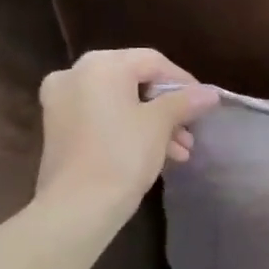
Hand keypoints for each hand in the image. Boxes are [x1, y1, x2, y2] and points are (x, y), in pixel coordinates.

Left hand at [35, 49, 219, 221]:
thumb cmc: (122, 154)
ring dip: (153, 122)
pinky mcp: (59, 128)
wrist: (76, 207)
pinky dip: (129, 129)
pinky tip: (157, 154)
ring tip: (181, 149)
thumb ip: (185, 101)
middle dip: (168, 106)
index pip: (152, 61)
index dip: (183, 81)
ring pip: (120, 102)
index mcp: (100, 66)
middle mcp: (75, 75)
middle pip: (135, 81)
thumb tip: (210, 93)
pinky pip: (103, 118)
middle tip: (191, 128)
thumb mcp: (160, 124)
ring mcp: (61, 102)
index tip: (204, 104)